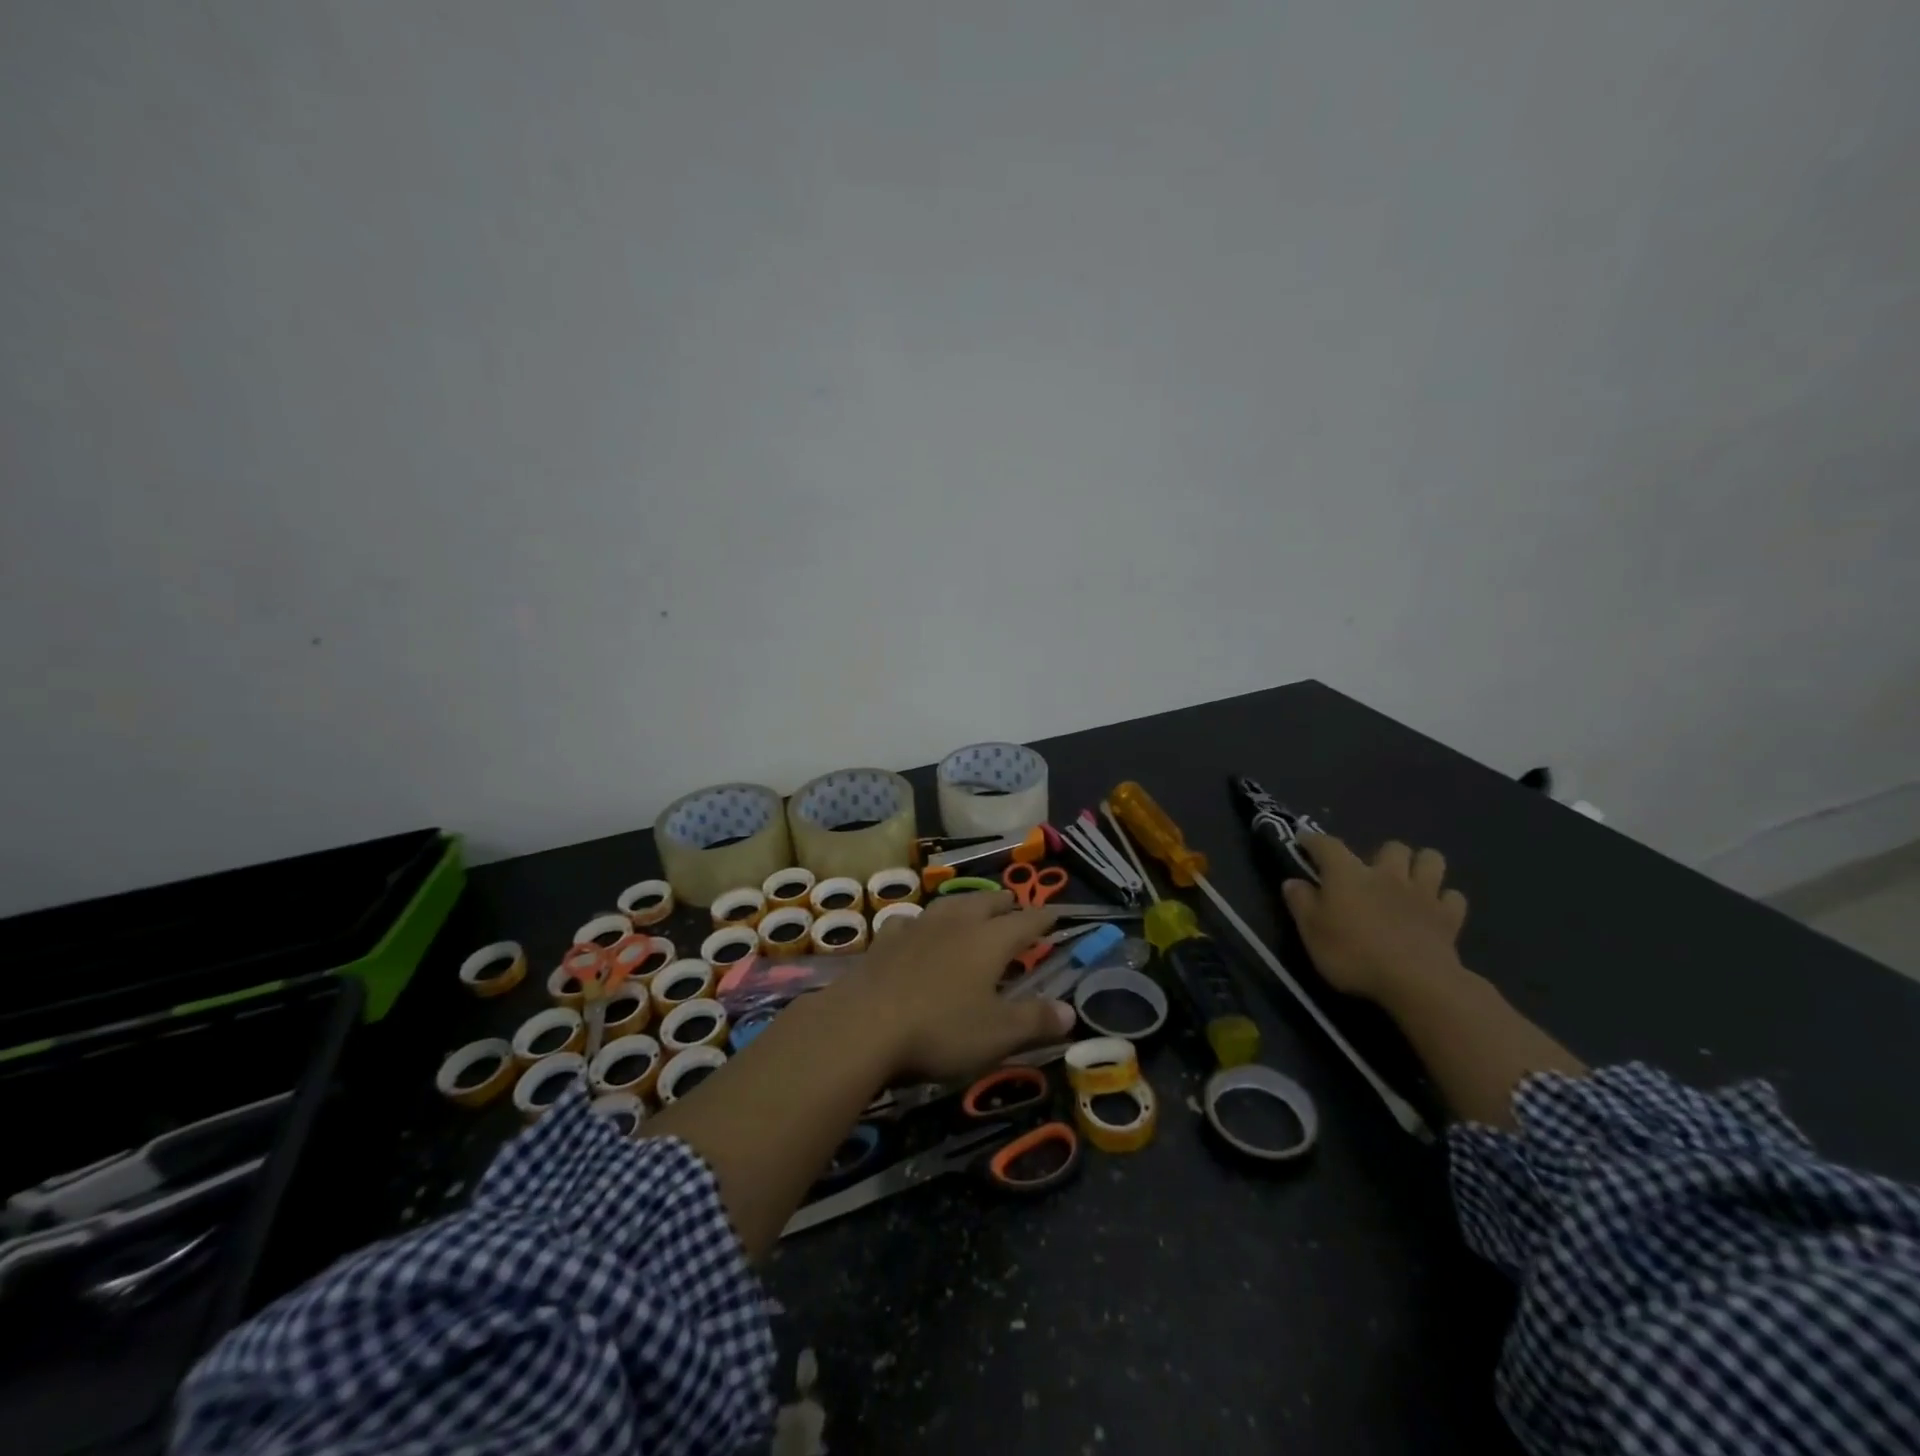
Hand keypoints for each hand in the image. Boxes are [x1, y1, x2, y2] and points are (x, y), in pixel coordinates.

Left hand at [829, 890, 1074, 1082]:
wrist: (863, 1025)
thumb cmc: (940, 1029)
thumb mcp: (997, 1034)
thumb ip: (1035, 1020)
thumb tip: (1070, 1012)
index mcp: (989, 940)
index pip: (1026, 921)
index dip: (1044, 918)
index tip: (1057, 913)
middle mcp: (956, 923)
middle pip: (986, 903)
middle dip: (1004, 903)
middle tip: (1014, 904)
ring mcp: (917, 927)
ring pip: (949, 905)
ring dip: (966, 905)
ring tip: (972, 909)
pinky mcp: (886, 941)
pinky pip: (911, 922)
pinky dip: (922, 923)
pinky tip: (917, 929)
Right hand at [1281, 835, 1467, 1002]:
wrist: (1416, 982)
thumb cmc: (1353, 954)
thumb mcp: (1311, 931)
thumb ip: (1300, 902)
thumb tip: (1293, 882)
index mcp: (1348, 874)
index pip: (1327, 844)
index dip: (1314, 840)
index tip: (1304, 840)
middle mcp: (1387, 874)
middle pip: (1392, 847)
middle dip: (1384, 854)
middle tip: (1373, 873)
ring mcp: (1423, 894)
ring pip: (1431, 860)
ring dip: (1421, 866)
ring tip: (1410, 882)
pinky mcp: (1449, 917)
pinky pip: (1453, 897)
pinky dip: (1444, 900)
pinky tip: (1434, 911)